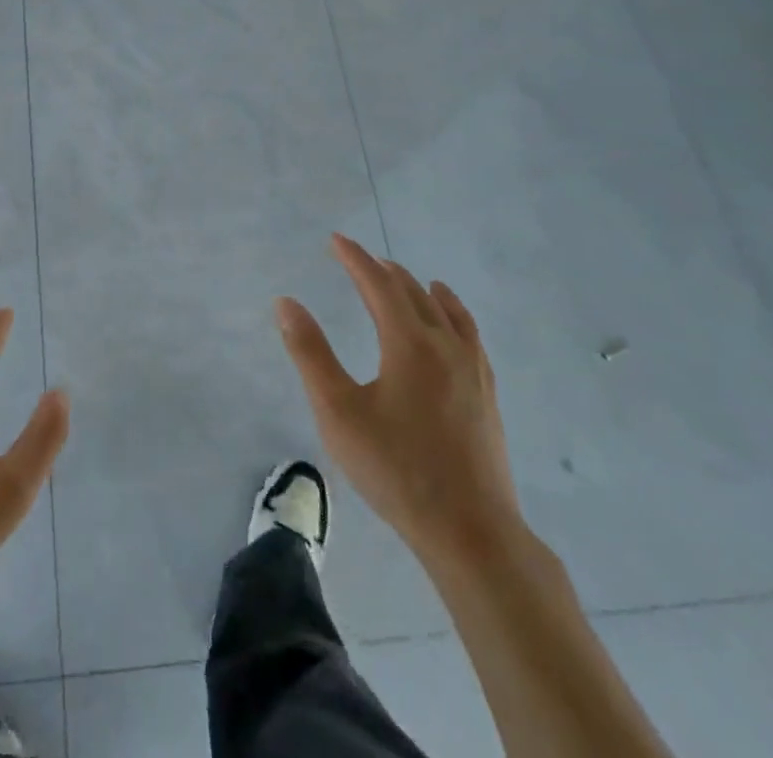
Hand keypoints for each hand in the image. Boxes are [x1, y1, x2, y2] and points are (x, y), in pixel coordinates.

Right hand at [276, 235, 522, 571]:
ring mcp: (472, 371)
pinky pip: (469, 336)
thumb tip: (286, 303)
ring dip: (419, 289)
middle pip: (413, 292)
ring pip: (446, 312)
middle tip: (359, 259)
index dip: (355, 259)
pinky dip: (455, 314)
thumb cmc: (396, 469)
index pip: (378, 285)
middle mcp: (445, 346)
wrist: (471, 532)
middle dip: (383, 270)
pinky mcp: (486, 395)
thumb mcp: (338, 412)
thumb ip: (310, 353)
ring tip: (407, 277)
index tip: (335, 240)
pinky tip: (452, 325)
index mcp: (409, 343)